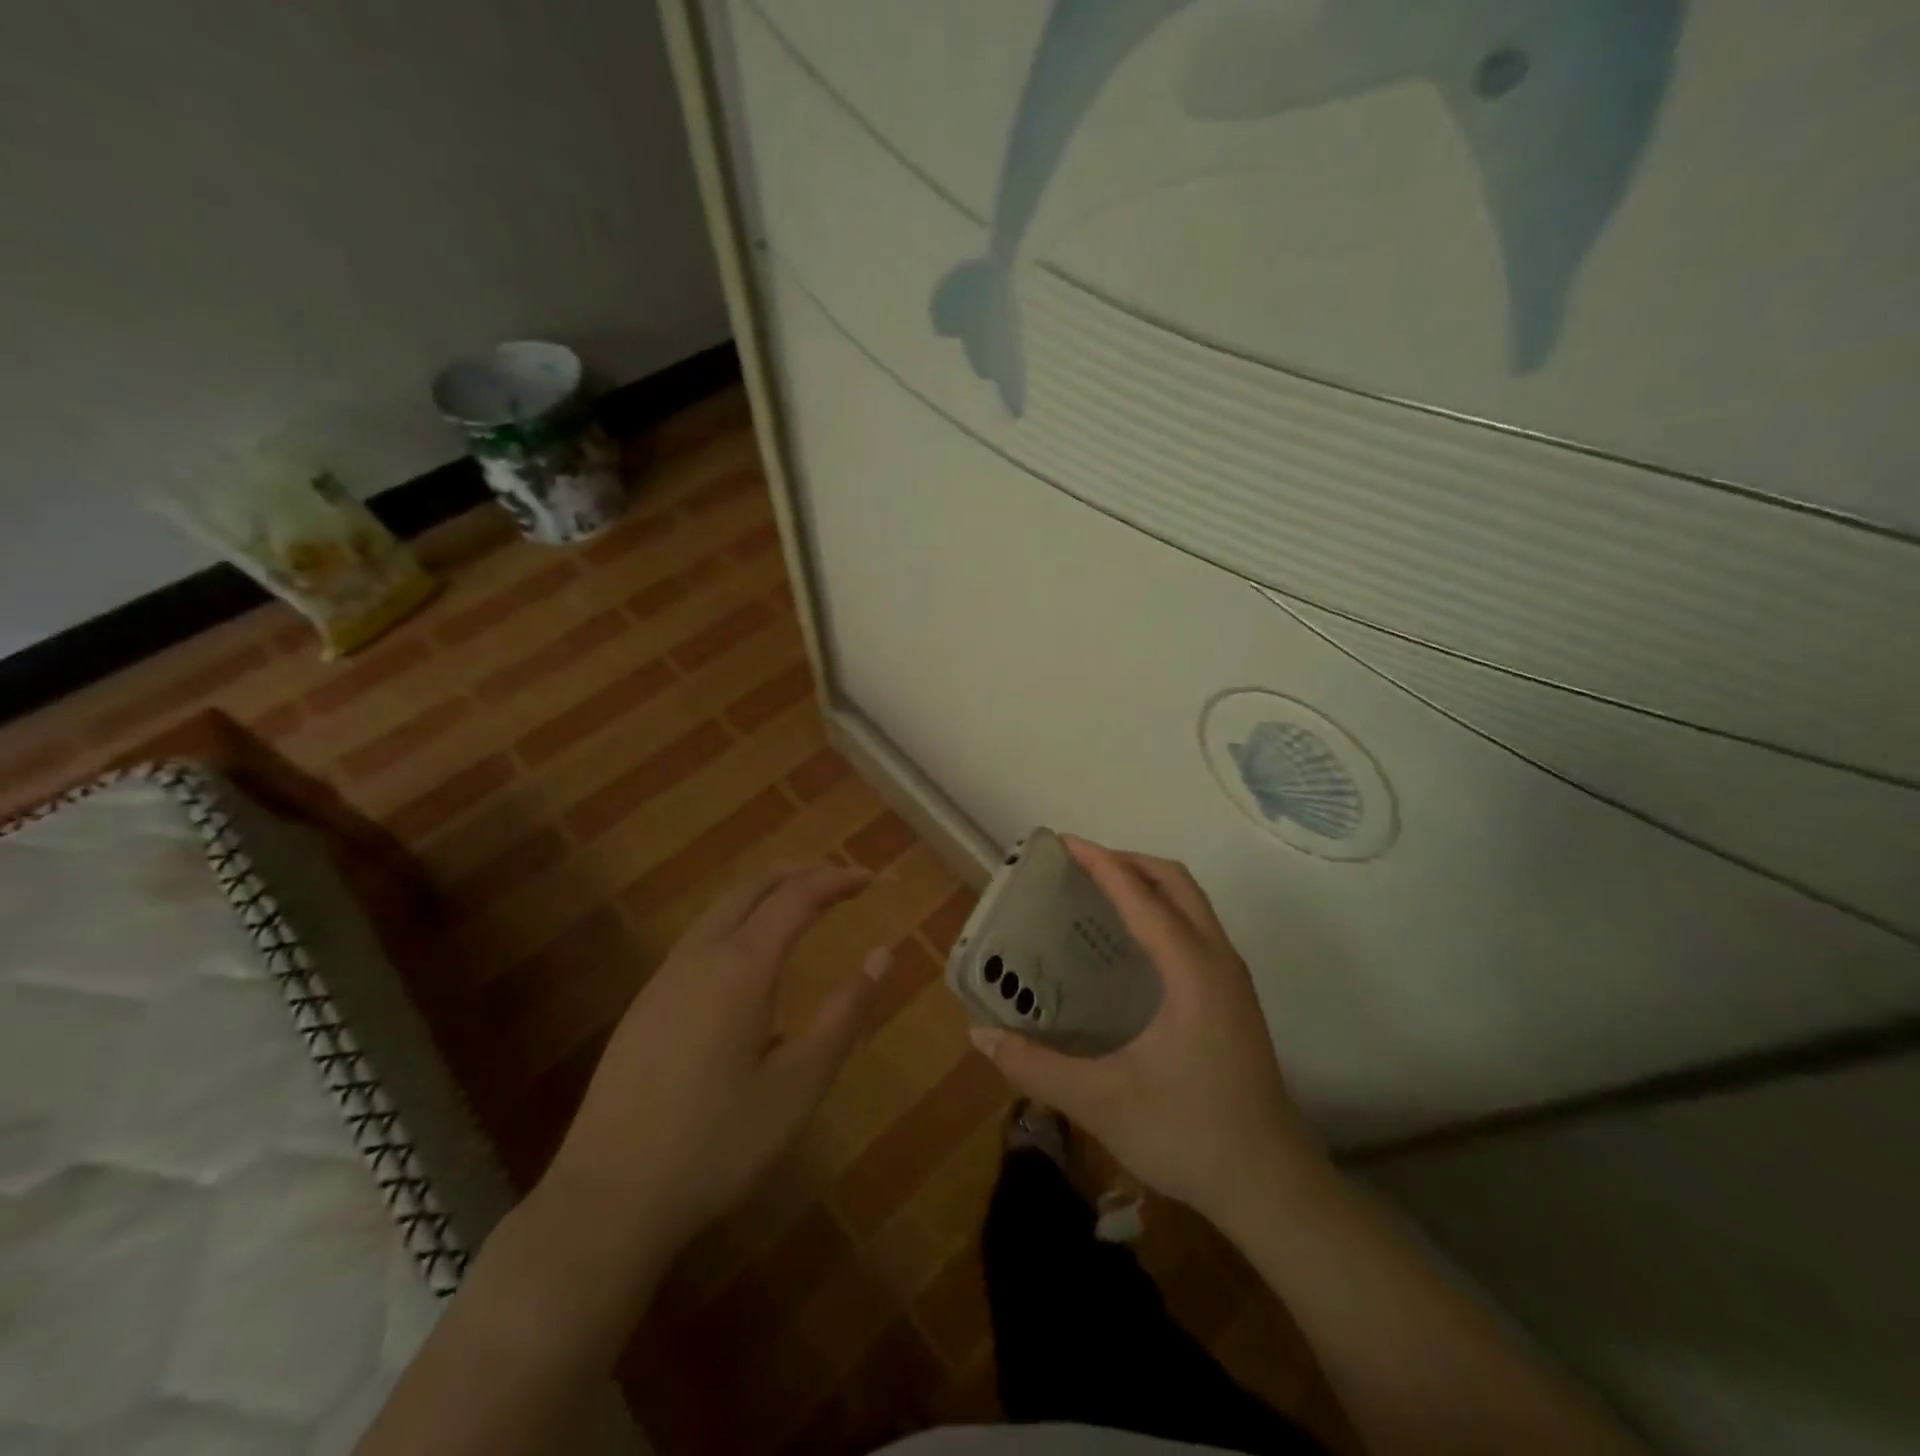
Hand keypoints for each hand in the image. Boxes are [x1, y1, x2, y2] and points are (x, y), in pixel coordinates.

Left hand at [537, 865, 889, 1266]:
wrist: (607, 1199)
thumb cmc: (718, 1143)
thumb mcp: (800, 1085)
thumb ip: (845, 1014)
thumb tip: (882, 955)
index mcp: (741, 966)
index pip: (797, 896)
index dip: (837, 880)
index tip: (871, 879)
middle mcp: (700, 955)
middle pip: (753, 886)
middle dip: (800, 872)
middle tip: (840, 882)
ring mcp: (664, 978)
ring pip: (721, 908)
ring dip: (766, 894)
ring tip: (802, 907)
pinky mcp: (645, 1004)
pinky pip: (701, 936)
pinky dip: (739, 920)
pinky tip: (750, 960)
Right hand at [970, 837, 1323, 1229]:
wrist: (1270, 1186)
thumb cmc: (1187, 1134)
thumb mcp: (1100, 1101)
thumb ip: (1035, 1066)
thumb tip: (980, 1035)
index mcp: (1191, 970)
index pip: (1141, 895)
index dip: (1100, 863)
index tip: (1063, 842)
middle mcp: (1218, 960)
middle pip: (1176, 881)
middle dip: (1128, 861)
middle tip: (1079, 866)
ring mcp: (1232, 979)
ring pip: (1193, 903)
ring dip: (1148, 884)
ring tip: (1099, 893)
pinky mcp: (1234, 999)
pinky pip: (1197, 928)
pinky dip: (1163, 911)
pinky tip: (1131, 945)